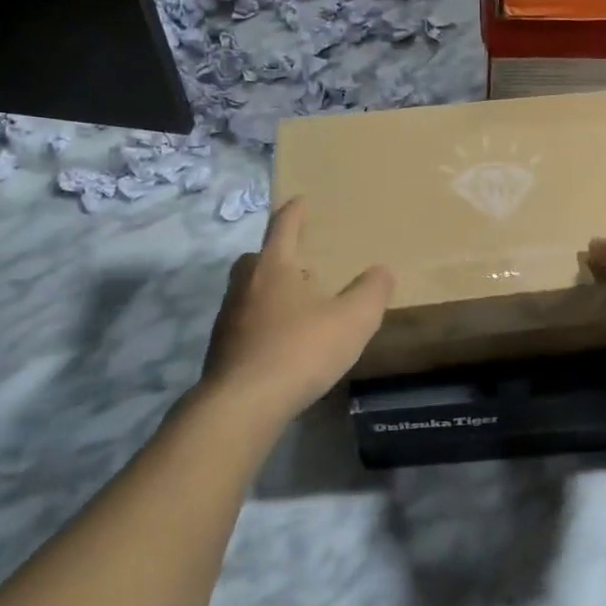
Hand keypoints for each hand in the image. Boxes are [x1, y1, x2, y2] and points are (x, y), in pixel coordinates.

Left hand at [200, 198, 394, 421]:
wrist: (242, 404)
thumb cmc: (300, 350)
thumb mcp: (352, 320)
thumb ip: (371, 292)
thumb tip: (383, 271)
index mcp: (274, 267)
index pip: (283, 227)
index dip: (294, 212)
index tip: (300, 200)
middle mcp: (245, 285)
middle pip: (257, 258)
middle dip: (277, 255)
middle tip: (300, 262)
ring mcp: (228, 318)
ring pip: (248, 292)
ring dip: (269, 291)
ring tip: (296, 305)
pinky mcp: (222, 349)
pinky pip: (245, 323)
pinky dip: (262, 323)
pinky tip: (282, 342)